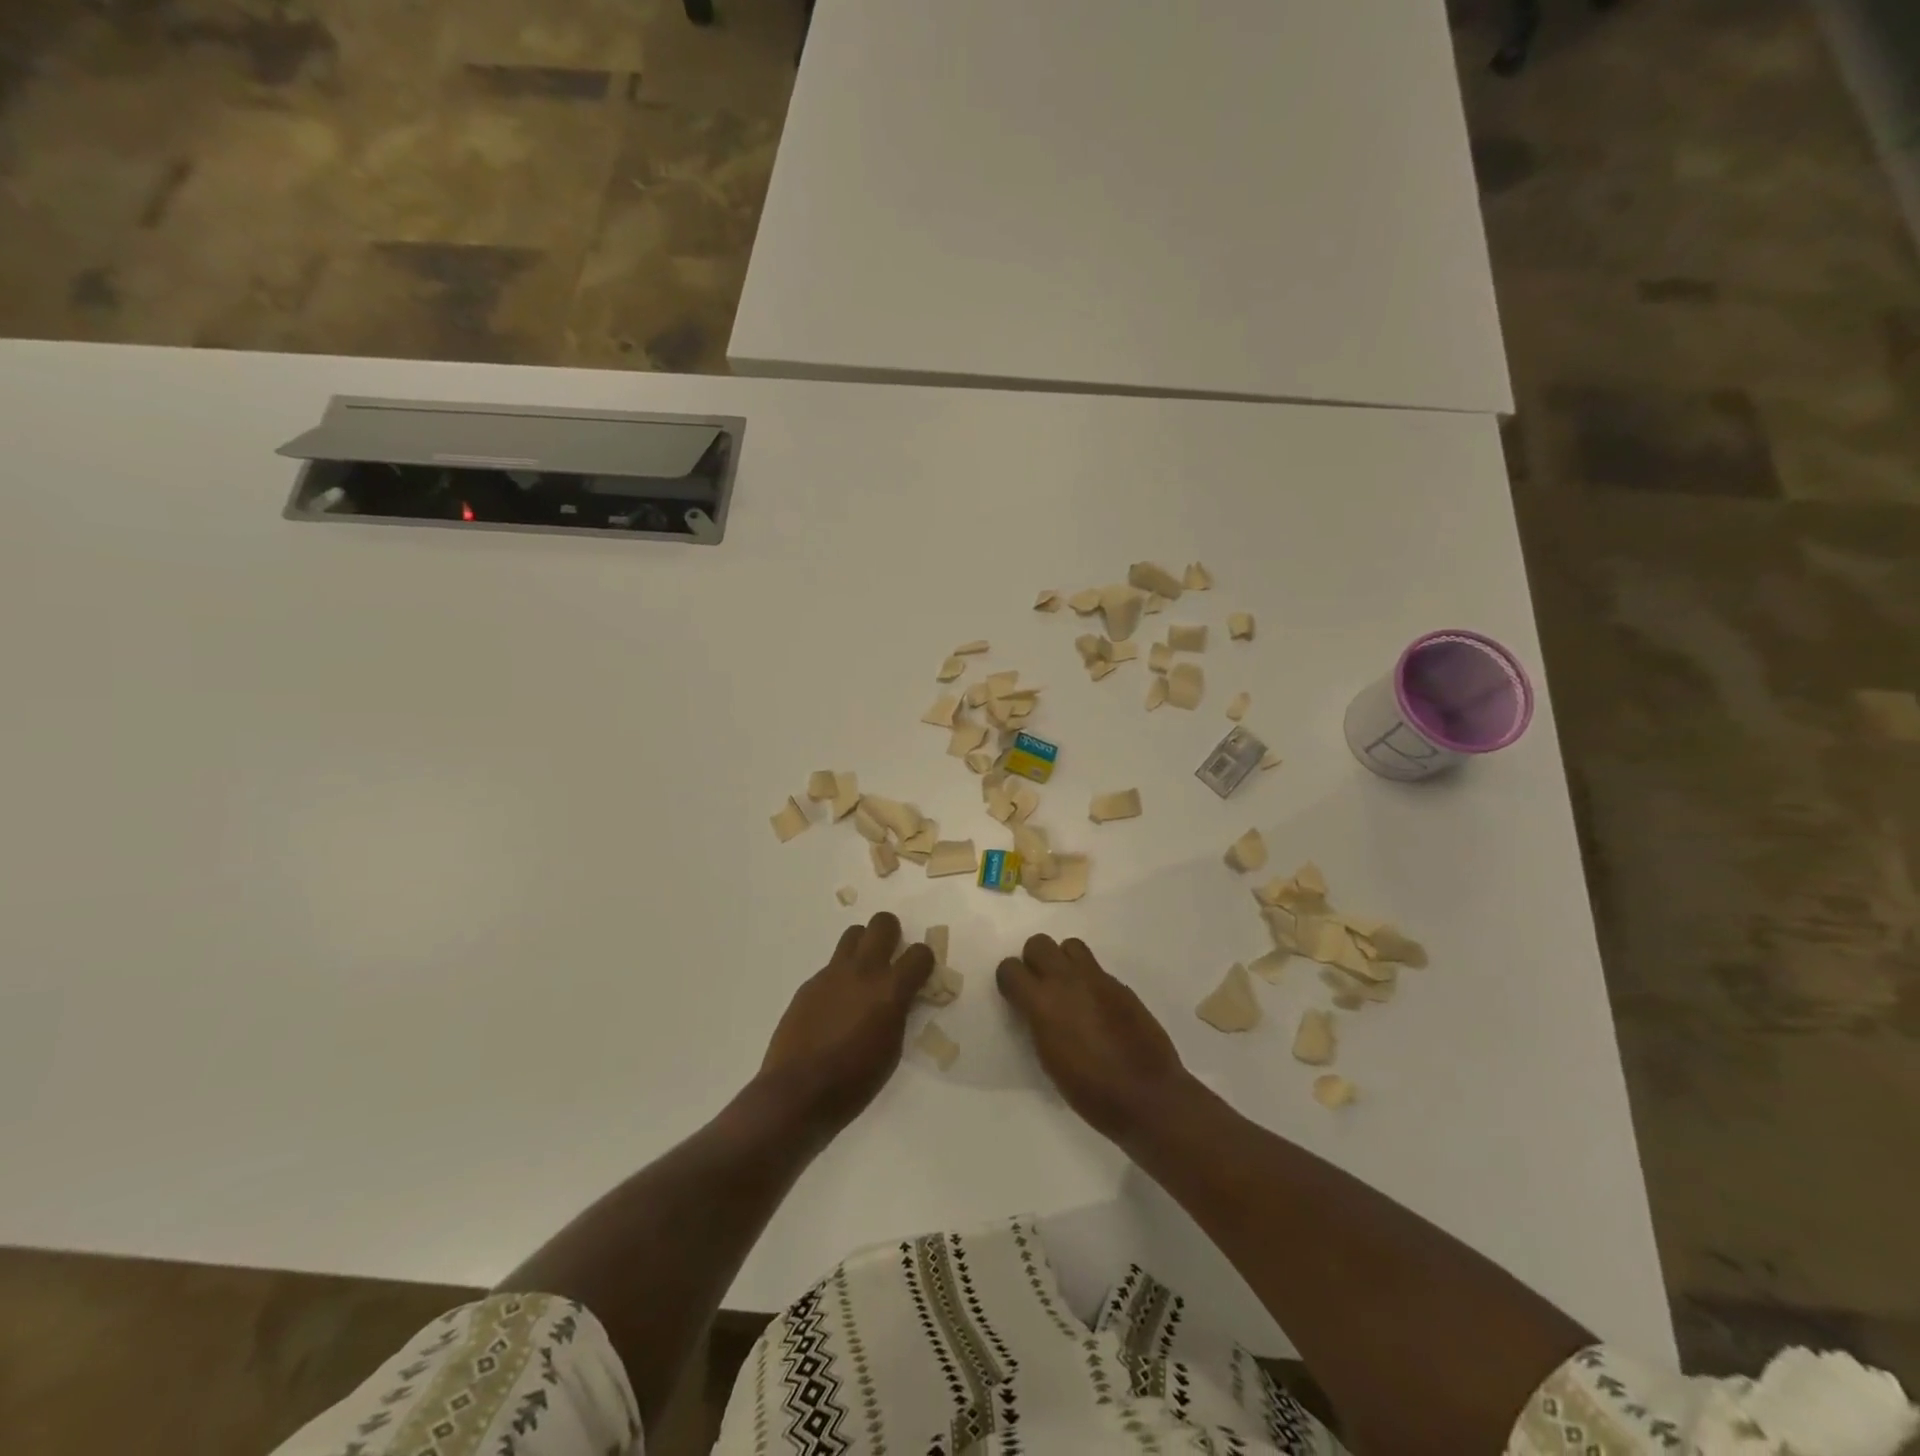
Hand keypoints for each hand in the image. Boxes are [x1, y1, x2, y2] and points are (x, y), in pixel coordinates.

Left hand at [761, 912, 934, 1135]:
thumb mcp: (891, 1049)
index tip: (920, 975)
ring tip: (862, 977)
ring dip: (864, 947)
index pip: (920, 953)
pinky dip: (840, 978)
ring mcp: (832, 974)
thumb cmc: (854, 1082)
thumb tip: (898, 998)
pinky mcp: (810, 984)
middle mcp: (863, 971)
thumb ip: (898, 1013)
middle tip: (891, 959)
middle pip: (883, 923)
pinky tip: (834, 1008)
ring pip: (853, 934)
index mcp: (890, 990)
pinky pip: (831, 967)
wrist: (797, 1092)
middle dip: (892, 934)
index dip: (924, 962)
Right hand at [996, 935, 1192, 1143]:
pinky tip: (1097, 1009)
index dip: (1010, 981)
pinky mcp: (1121, 986)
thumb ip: (1038, 1023)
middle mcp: (1067, 981)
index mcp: (1043, 1003)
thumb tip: (1036, 1008)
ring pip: (1070, 946)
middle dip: (1034, 961)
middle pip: (1038, 943)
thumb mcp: (1048, 1059)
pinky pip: (1096, 969)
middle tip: (1041, 988)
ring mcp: (1097, 979)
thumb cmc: (1090, 1091)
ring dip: (1064, 962)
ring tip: (1069, 991)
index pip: (1010, 969)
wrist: (1147, 1096)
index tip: (1015, 996)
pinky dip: (1089, 981)